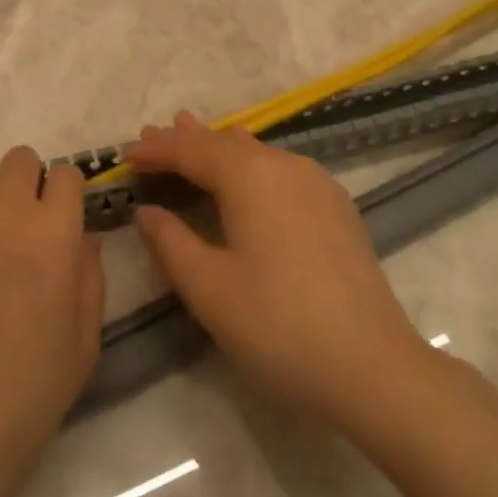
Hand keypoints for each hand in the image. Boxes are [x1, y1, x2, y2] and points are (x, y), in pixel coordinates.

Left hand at [0, 149, 103, 496]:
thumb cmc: (22, 402)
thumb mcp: (83, 345)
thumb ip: (90, 277)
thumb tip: (81, 237)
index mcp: (52, 234)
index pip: (66, 174)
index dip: (65, 196)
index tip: (59, 221)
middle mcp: (1, 213)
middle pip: (19, 160)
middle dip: (26, 187)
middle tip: (17, 232)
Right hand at [129, 111, 428, 431]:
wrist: (372, 365)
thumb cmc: (278, 326)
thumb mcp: (210, 289)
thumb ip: (171, 243)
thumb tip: (146, 211)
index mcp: (250, 176)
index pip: (191, 151)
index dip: (156, 150)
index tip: (125, 154)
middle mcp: (284, 165)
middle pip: (225, 144)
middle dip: (186, 141)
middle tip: (153, 134)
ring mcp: (316, 182)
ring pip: (256, 152)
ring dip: (220, 147)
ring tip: (193, 131)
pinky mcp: (335, 205)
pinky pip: (281, 168)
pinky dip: (252, 163)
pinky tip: (249, 167)